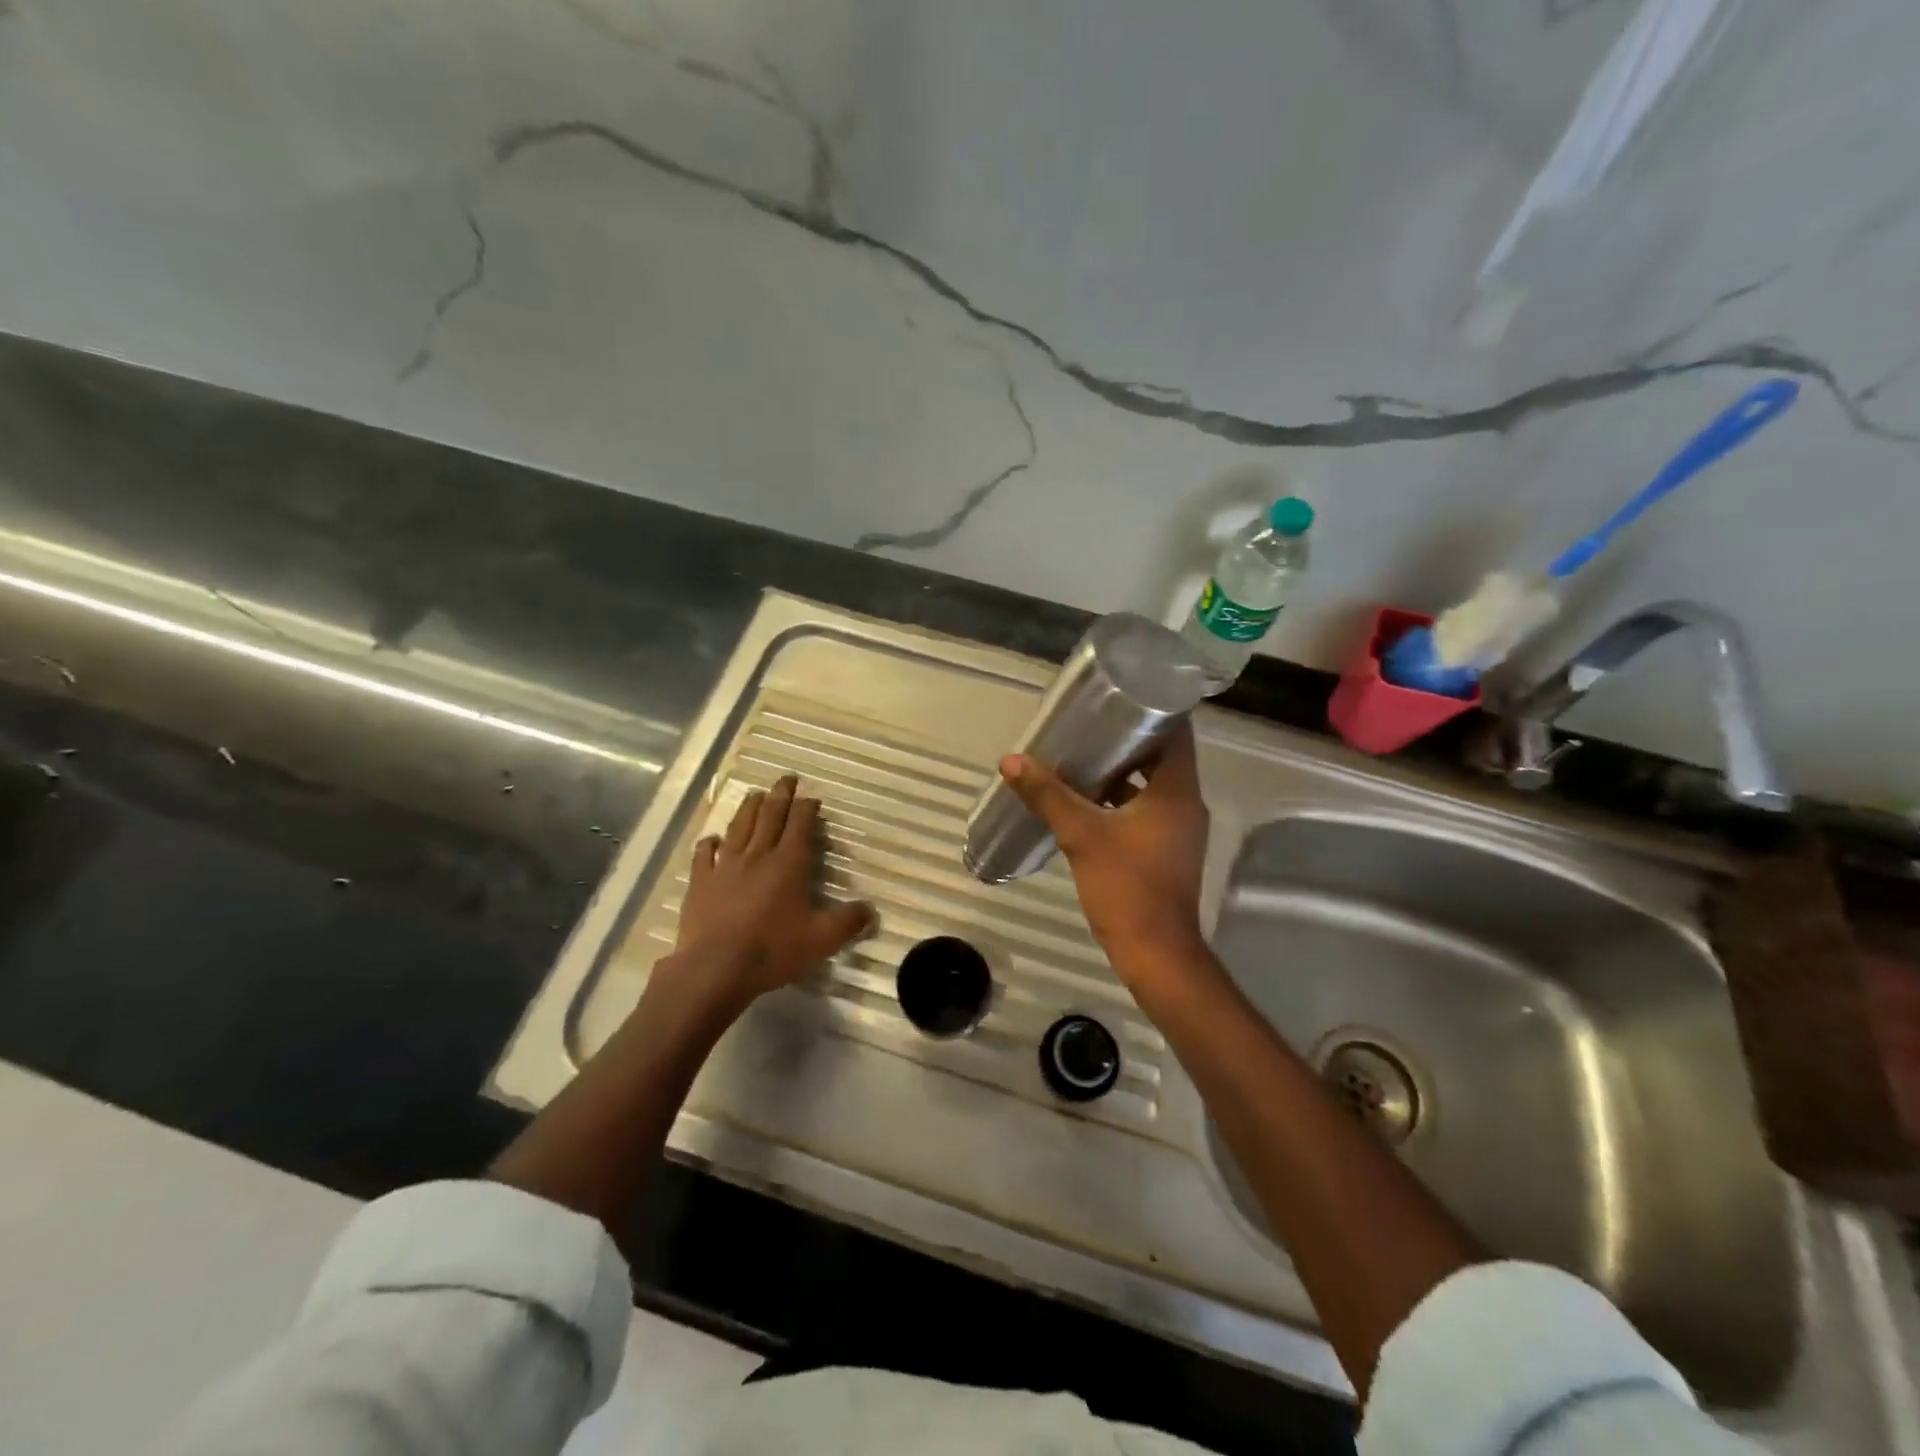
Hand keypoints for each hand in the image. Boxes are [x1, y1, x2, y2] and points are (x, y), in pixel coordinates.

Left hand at [655, 773, 873, 1016]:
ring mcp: (725, 867)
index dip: (807, 808)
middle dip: (780, 795)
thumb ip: (849, 922)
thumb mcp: (821, 940)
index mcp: (788, 864)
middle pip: (769, 816)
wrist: (715, 969)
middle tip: (786, 778)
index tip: (813, 797)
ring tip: (755, 794)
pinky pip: (704, 855)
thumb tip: (872, 911)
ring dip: (749, 808)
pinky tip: (712, 839)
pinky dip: (709, 843)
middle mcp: (757, 856)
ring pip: (738, 828)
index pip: (800, 825)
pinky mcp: (700, 883)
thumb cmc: (772, 950)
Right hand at [999, 721, 1209, 974]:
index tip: (1118, 696)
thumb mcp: (1082, 835)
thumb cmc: (1126, 886)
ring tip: (1082, 755)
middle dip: (1127, 739)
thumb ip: (1048, 795)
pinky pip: (1146, 809)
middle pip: (1162, 756)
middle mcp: (1186, 804)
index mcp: (1177, 791)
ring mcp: (1179, 829)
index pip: (1176, 733)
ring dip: (1122, 771)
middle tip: (1090, 723)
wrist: (1154, 952)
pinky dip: (1122, 799)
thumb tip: (1012, 761)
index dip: (1151, 710)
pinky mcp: (1166, 849)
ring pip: (1152, 785)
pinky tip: (1087, 799)